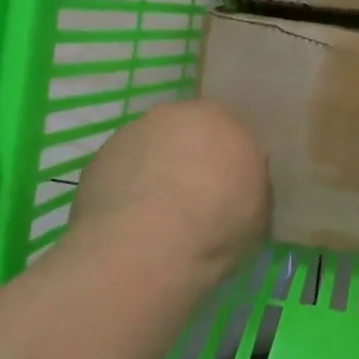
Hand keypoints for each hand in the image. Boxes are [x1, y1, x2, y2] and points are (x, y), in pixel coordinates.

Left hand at [69, 100, 269, 281]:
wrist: (146, 245)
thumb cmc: (216, 226)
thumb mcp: (257, 213)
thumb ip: (250, 186)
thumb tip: (240, 187)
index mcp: (223, 119)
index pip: (231, 131)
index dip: (227, 161)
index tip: (227, 191)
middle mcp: (177, 113)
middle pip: (187, 132)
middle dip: (190, 158)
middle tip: (193, 199)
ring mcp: (134, 130)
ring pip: (150, 147)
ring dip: (154, 169)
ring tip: (156, 215)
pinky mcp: (100, 155)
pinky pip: (121, 169)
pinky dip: (126, 187)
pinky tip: (129, 220)